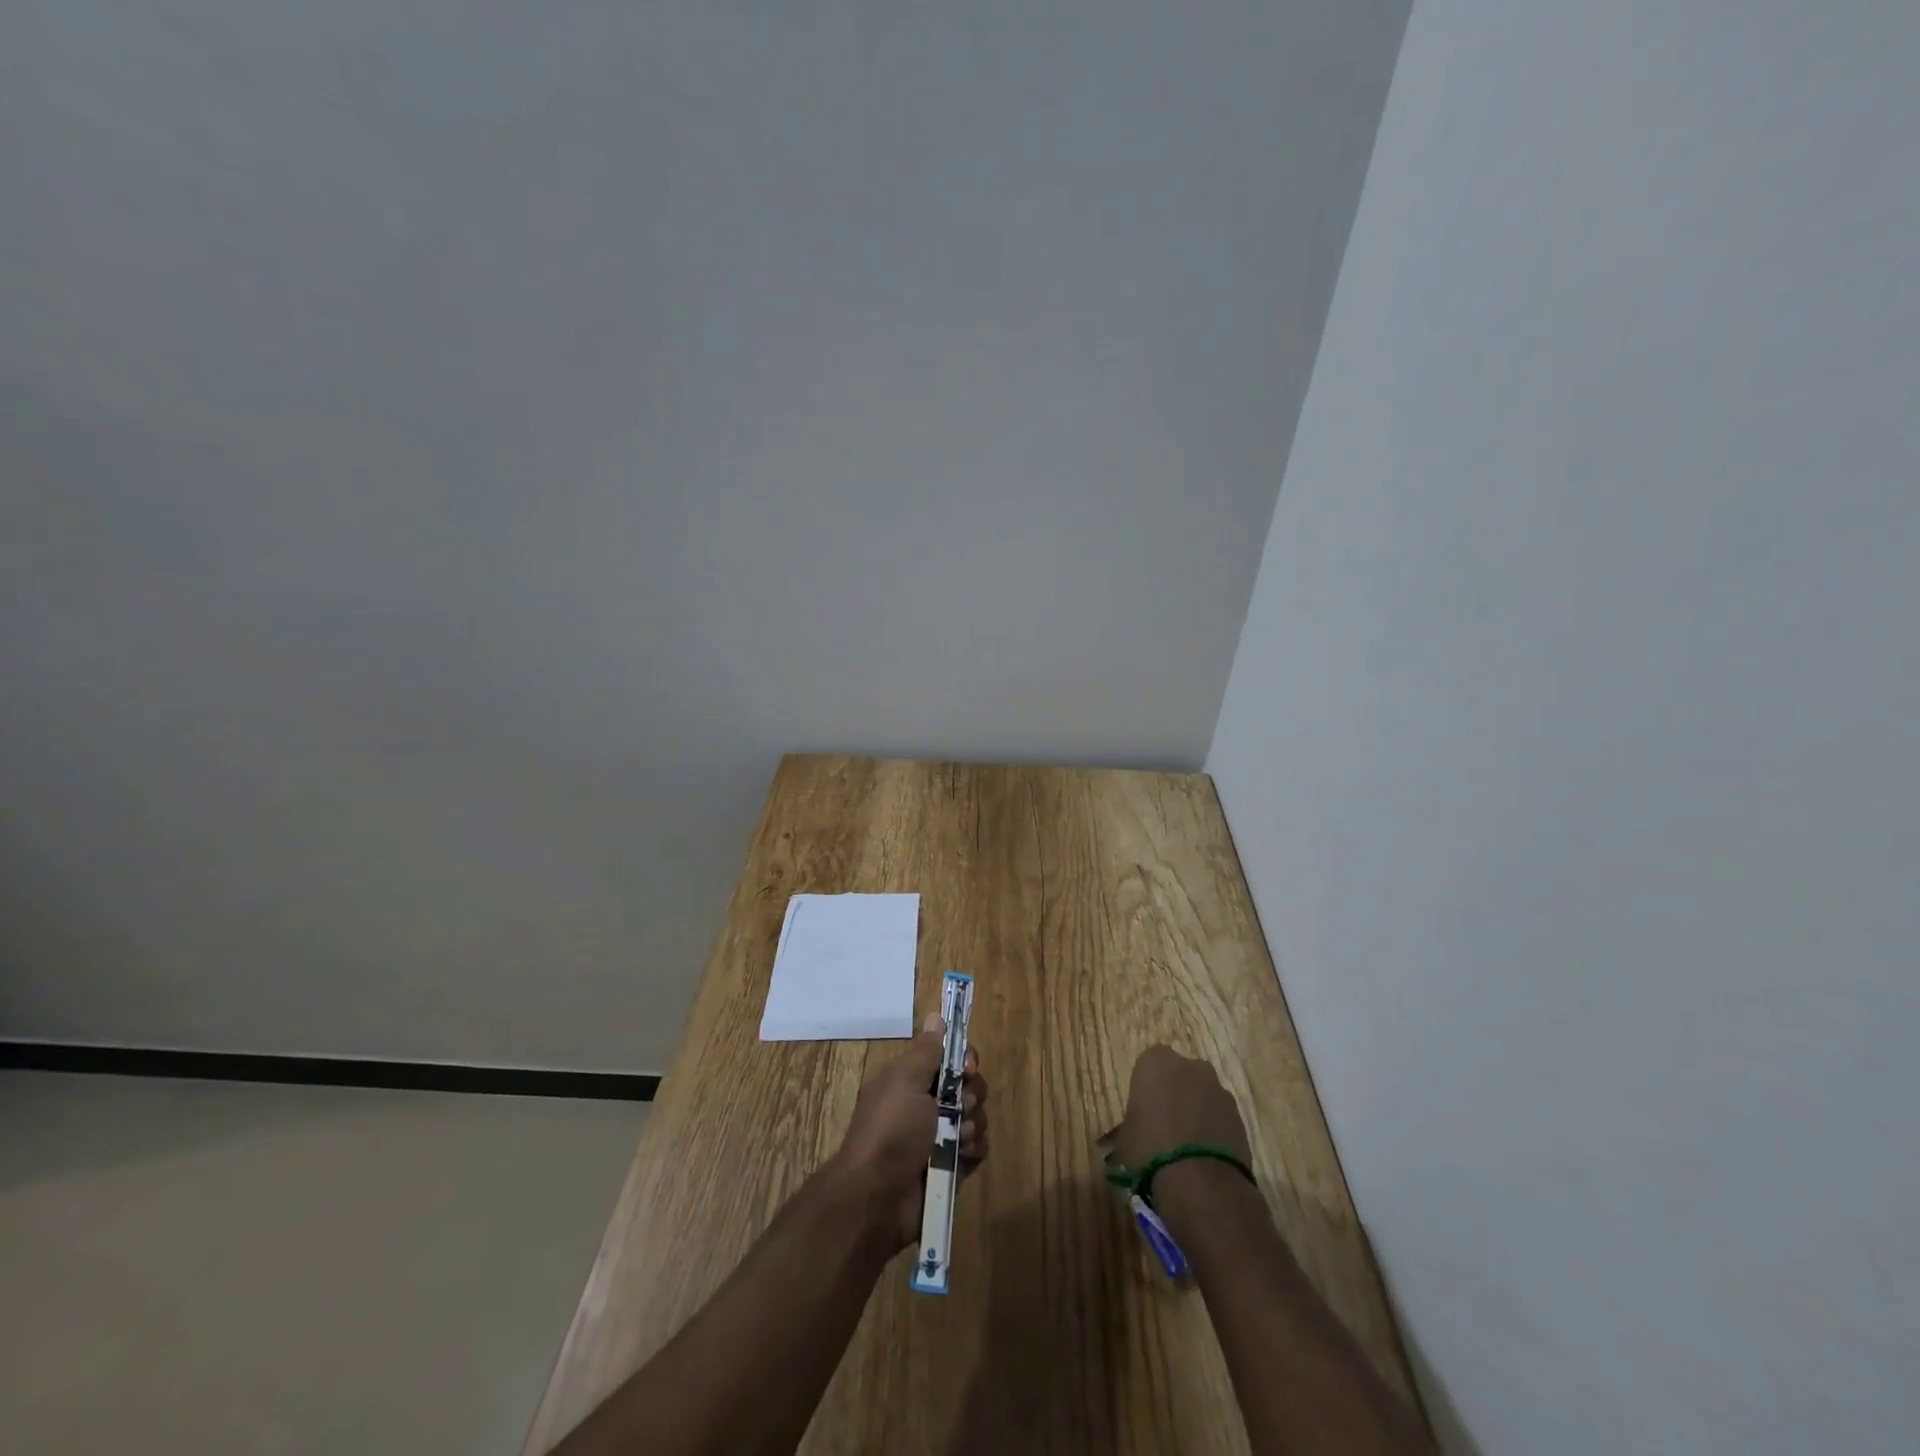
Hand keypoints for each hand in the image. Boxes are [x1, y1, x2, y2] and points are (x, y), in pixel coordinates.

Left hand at [834, 1013, 989, 1248]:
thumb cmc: (890, 1131)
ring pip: (977, 1116)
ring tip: (956, 1139)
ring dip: (972, 1124)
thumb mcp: (905, 1082)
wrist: (878, 1198)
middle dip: (972, 1094)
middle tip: (960, 1106)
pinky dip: (974, 1149)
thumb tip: (935, 1016)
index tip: (967, 1068)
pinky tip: (962, 1156)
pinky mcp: (953, 1166)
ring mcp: (941, 1137)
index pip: (949, 1058)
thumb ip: (926, 1051)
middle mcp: (927, 1105)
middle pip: (968, 1086)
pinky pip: (978, 1148)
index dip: (964, 1060)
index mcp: (911, 1080)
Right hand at [1113, 1045, 1251, 1179]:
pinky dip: (1213, 1129)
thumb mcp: (1124, 1138)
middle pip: (1179, 1075)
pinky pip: (1219, 1116)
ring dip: (1195, 1111)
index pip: (1148, 1065)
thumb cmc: (1150, 1148)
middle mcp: (1189, 1066)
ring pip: (1201, 1095)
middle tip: (1164, 1125)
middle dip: (1174, 1094)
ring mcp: (1218, 1088)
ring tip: (1186, 1146)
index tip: (1142, 1111)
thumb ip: (1128, 1127)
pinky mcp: (1238, 1115)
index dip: (1146, 1088)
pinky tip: (1204, 1155)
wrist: (1200, 1180)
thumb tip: (1126, 1138)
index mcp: (1155, 1061)